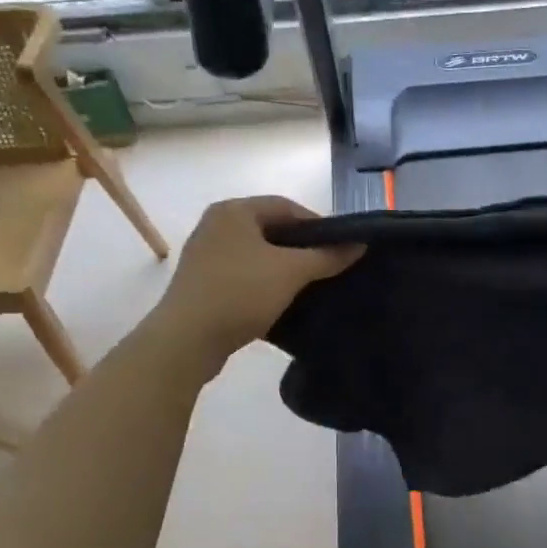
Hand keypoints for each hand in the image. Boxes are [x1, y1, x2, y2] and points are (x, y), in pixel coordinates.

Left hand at [153, 196, 359, 374]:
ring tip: (312, 287)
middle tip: (330, 269)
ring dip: (285, 269)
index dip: (319, 225)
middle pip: (272, 230)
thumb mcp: (291, 272)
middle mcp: (216, 225)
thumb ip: (327, 256)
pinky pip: (244, 276)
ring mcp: (206, 255)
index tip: (342, 248)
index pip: (287, 207)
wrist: (186, 340)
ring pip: (258, 255)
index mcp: (234, 211)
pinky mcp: (203, 284)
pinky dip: (266, 285)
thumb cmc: (240, 293)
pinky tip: (284, 303)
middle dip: (303, 249)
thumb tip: (359, 245)